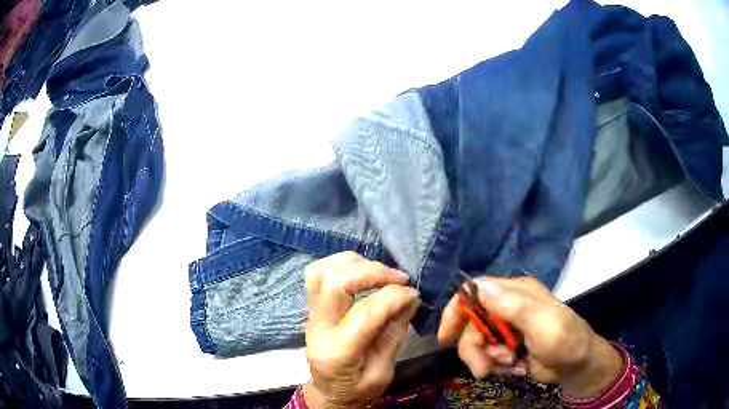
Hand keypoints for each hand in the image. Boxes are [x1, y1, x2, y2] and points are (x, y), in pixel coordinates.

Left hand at [303, 252, 419, 408]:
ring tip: (380, 273)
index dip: (394, 296)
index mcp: (338, 352)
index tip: (414, 293)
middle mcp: (318, 328)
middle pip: (336, 282)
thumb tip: (410, 297)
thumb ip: (395, 333)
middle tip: (400, 278)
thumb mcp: (383, 371)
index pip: (365, 311)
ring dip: (354, 264)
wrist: (330, 394)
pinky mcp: (310, 308)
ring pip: (322, 271)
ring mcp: (310, 315)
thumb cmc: (358, 390)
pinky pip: (317, 274)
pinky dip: (340, 265)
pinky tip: (361, 273)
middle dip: (373, 272)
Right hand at [438, 276, 622, 398]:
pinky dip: (497, 365)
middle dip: (474, 348)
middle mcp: (508, 306)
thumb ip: (514, 306)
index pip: (475, 291)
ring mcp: (508, 327)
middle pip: (472, 323)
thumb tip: (479, 287)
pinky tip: (516, 367)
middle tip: (484, 368)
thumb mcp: (543, 324)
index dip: (457, 310)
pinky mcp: (508, 346)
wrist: (577, 366)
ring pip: (478, 342)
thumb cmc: (565, 340)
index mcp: (516, 292)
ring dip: (488, 359)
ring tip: (510, 366)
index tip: (447, 337)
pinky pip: (488, 356)